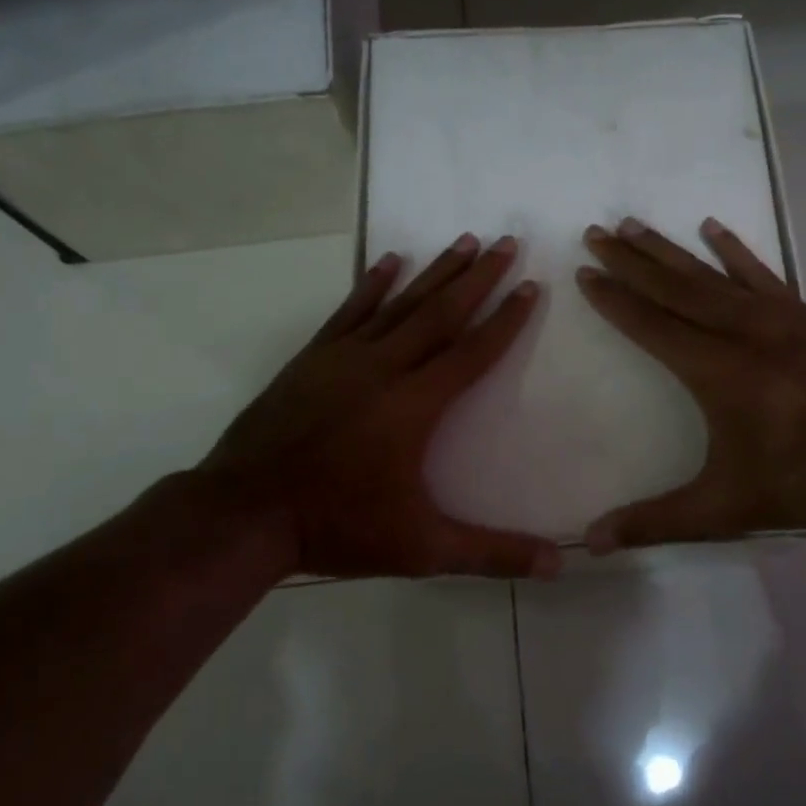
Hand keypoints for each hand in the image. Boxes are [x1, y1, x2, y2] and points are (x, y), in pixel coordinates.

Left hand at [196, 233, 560, 579]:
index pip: (473, 352)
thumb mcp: (423, 549)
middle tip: (507, 242)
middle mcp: (386, 368)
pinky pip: (350, 311)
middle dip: (480, 277)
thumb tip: (560, 564)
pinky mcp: (312, 359)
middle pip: (442, 313)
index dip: (507, 320)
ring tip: (464, 240)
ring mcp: (345, 358)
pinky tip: (390, 260)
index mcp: (416, 405)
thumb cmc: (339, 526)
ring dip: (436, 271)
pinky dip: (372, 283)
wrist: (245, 512)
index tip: (532, 287)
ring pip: (401, 304)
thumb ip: (492, 553)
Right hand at [576, 217, 805, 551]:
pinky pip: (759, 272)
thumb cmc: (803, 476)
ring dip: (668, 249)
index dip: (614, 299)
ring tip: (634, 225)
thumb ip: (656, 522)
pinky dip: (733, 250)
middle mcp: (738, 331)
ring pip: (709, 273)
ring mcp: (774, 316)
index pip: (650, 324)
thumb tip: (592, 543)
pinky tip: (712, 228)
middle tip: (596, 233)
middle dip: (630, 260)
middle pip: (672, 287)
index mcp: (714, 370)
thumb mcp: (724, 507)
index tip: (585, 273)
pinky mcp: (802, 313)